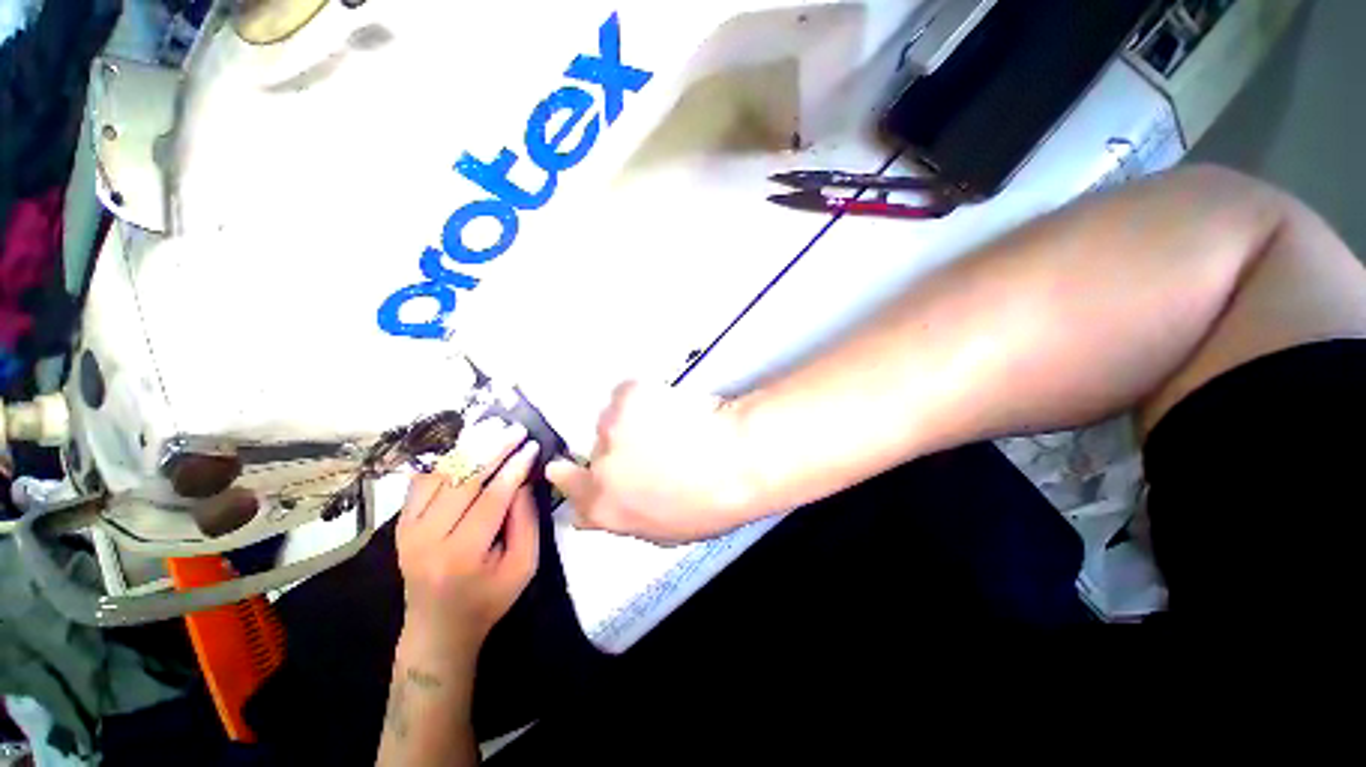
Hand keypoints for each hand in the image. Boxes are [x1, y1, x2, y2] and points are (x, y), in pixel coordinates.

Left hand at [396, 419, 540, 652]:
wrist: (438, 628)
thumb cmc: (489, 598)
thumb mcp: (524, 565)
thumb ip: (526, 520)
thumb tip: (522, 479)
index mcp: (462, 555)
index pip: (491, 498)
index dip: (514, 468)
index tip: (532, 445)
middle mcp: (427, 538)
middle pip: (462, 480)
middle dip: (493, 450)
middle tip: (515, 430)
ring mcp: (408, 530)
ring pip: (439, 476)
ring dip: (468, 448)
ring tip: (492, 429)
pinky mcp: (401, 524)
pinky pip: (421, 481)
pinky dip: (442, 459)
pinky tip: (462, 443)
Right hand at [546, 382, 756, 544]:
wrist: (734, 459)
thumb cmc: (710, 502)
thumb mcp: (666, 529)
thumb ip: (626, 517)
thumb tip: (604, 509)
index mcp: (605, 507)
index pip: (571, 490)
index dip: (570, 477)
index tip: (565, 467)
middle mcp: (598, 468)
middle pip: (595, 450)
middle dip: (618, 446)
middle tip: (653, 442)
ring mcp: (610, 427)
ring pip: (614, 418)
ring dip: (634, 419)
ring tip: (673, 424)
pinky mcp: (627, 395)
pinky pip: (629, 393)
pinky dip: (646, 396)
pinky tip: (674, 406)